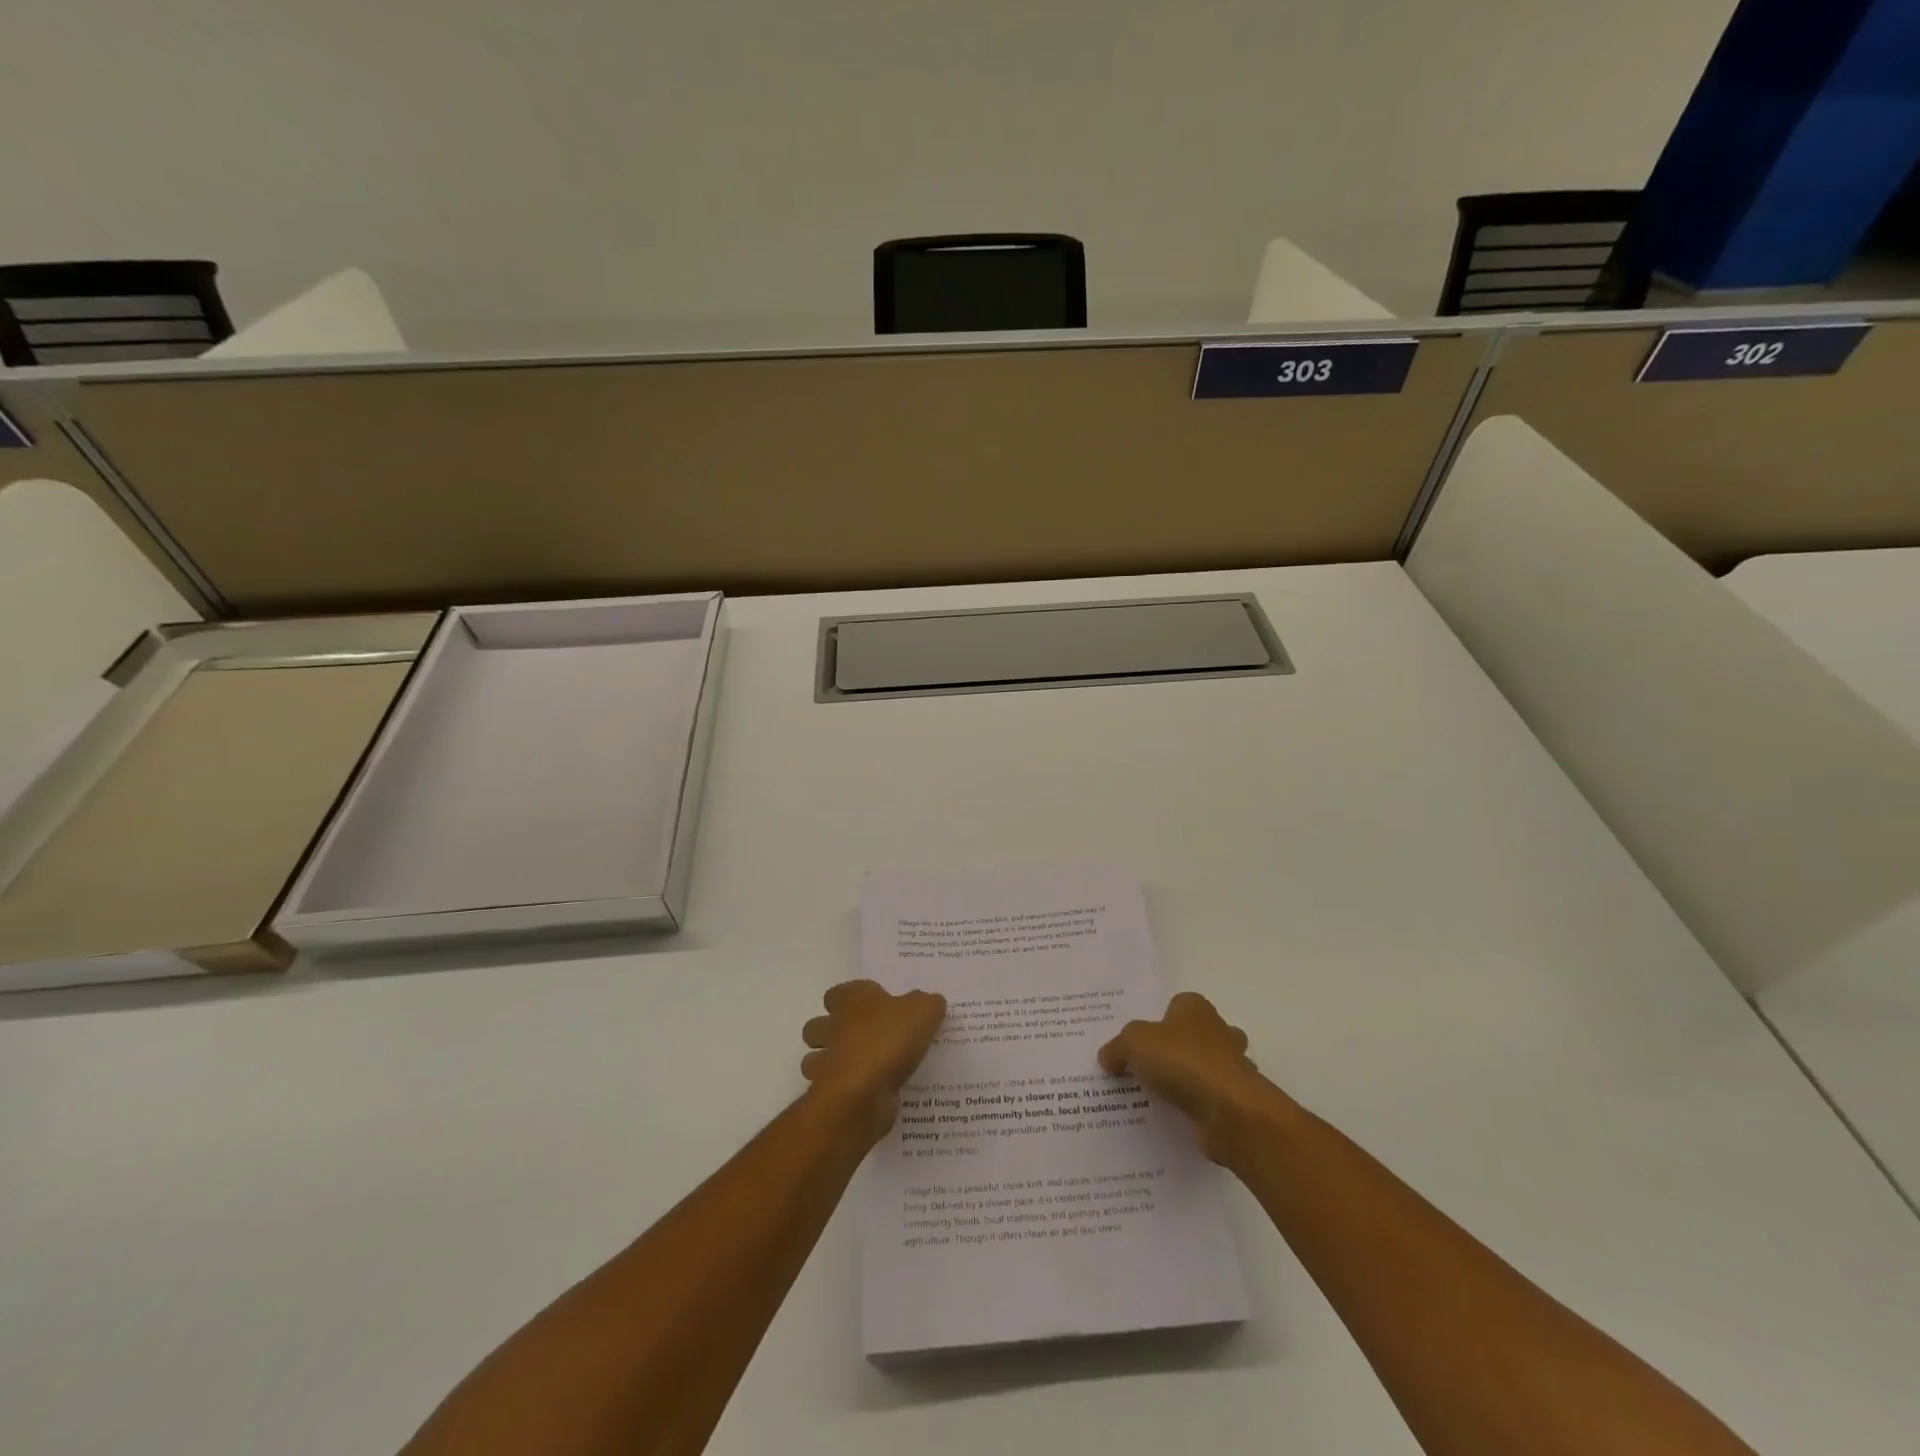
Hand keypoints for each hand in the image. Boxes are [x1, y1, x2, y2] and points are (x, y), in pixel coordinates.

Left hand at [801, 980, 946, 1142]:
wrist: (864, 1092)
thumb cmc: (889, 1039)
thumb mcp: (923, 1011)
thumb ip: (927, 1004)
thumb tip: (931, 1002)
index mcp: (850, 1000)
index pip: (837, 993)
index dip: (851, 1000)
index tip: (872, 1009)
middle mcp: (831, 1027)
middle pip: (819, 1025)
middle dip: (832, 1032)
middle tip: (865, 1040)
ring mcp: (825, 1062)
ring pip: (815, 1059)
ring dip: (832, 1063)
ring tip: (864, 1069)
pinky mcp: (828, 1095)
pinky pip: (831, 1089)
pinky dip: (845, 1091)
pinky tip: (869, 1094)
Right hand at [1099, 992, 1271, 1161]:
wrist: (1230, 1111)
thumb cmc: (1182, 1061)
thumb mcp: (1134, 1043)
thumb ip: (1118, 1047)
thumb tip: (1108, 1057)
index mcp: (1196, 1008)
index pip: (1175, 1005)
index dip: (1157, 1021)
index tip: (1138, 1042)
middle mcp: (1219, 1030)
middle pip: (1194, 1035)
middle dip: (1177, 1049)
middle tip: (1147, 1068)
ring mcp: (1234, 1066)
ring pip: (1207, 1067)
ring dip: (1189, 1079)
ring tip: (1157, 1096)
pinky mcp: (1238, 1100)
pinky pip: (1212, 1098)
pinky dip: (1197, 1106)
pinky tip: (1174, 1118)